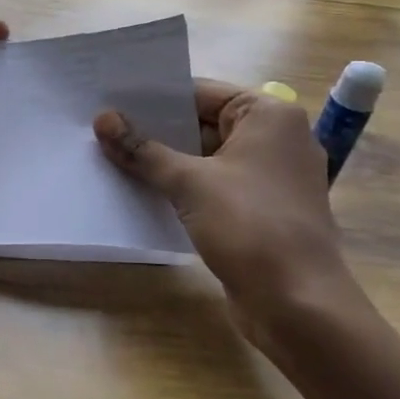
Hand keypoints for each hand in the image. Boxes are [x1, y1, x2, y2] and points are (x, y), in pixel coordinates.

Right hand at [94, 81, 363, 348]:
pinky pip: (212, 185)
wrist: (299, 306)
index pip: (200, 92)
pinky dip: (181, 187)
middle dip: (154, 129)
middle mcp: (274, 139)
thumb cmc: (250, 227)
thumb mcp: (189, 183)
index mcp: (269, 115)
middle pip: (201, 123)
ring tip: (109, 155)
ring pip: (204, 157)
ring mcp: (269, 177)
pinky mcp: (260, 210)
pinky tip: (140, 189)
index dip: (153, 97)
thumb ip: (143, 149)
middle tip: (101, 126)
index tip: (109, 98)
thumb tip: (102, 120)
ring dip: (163, 160)